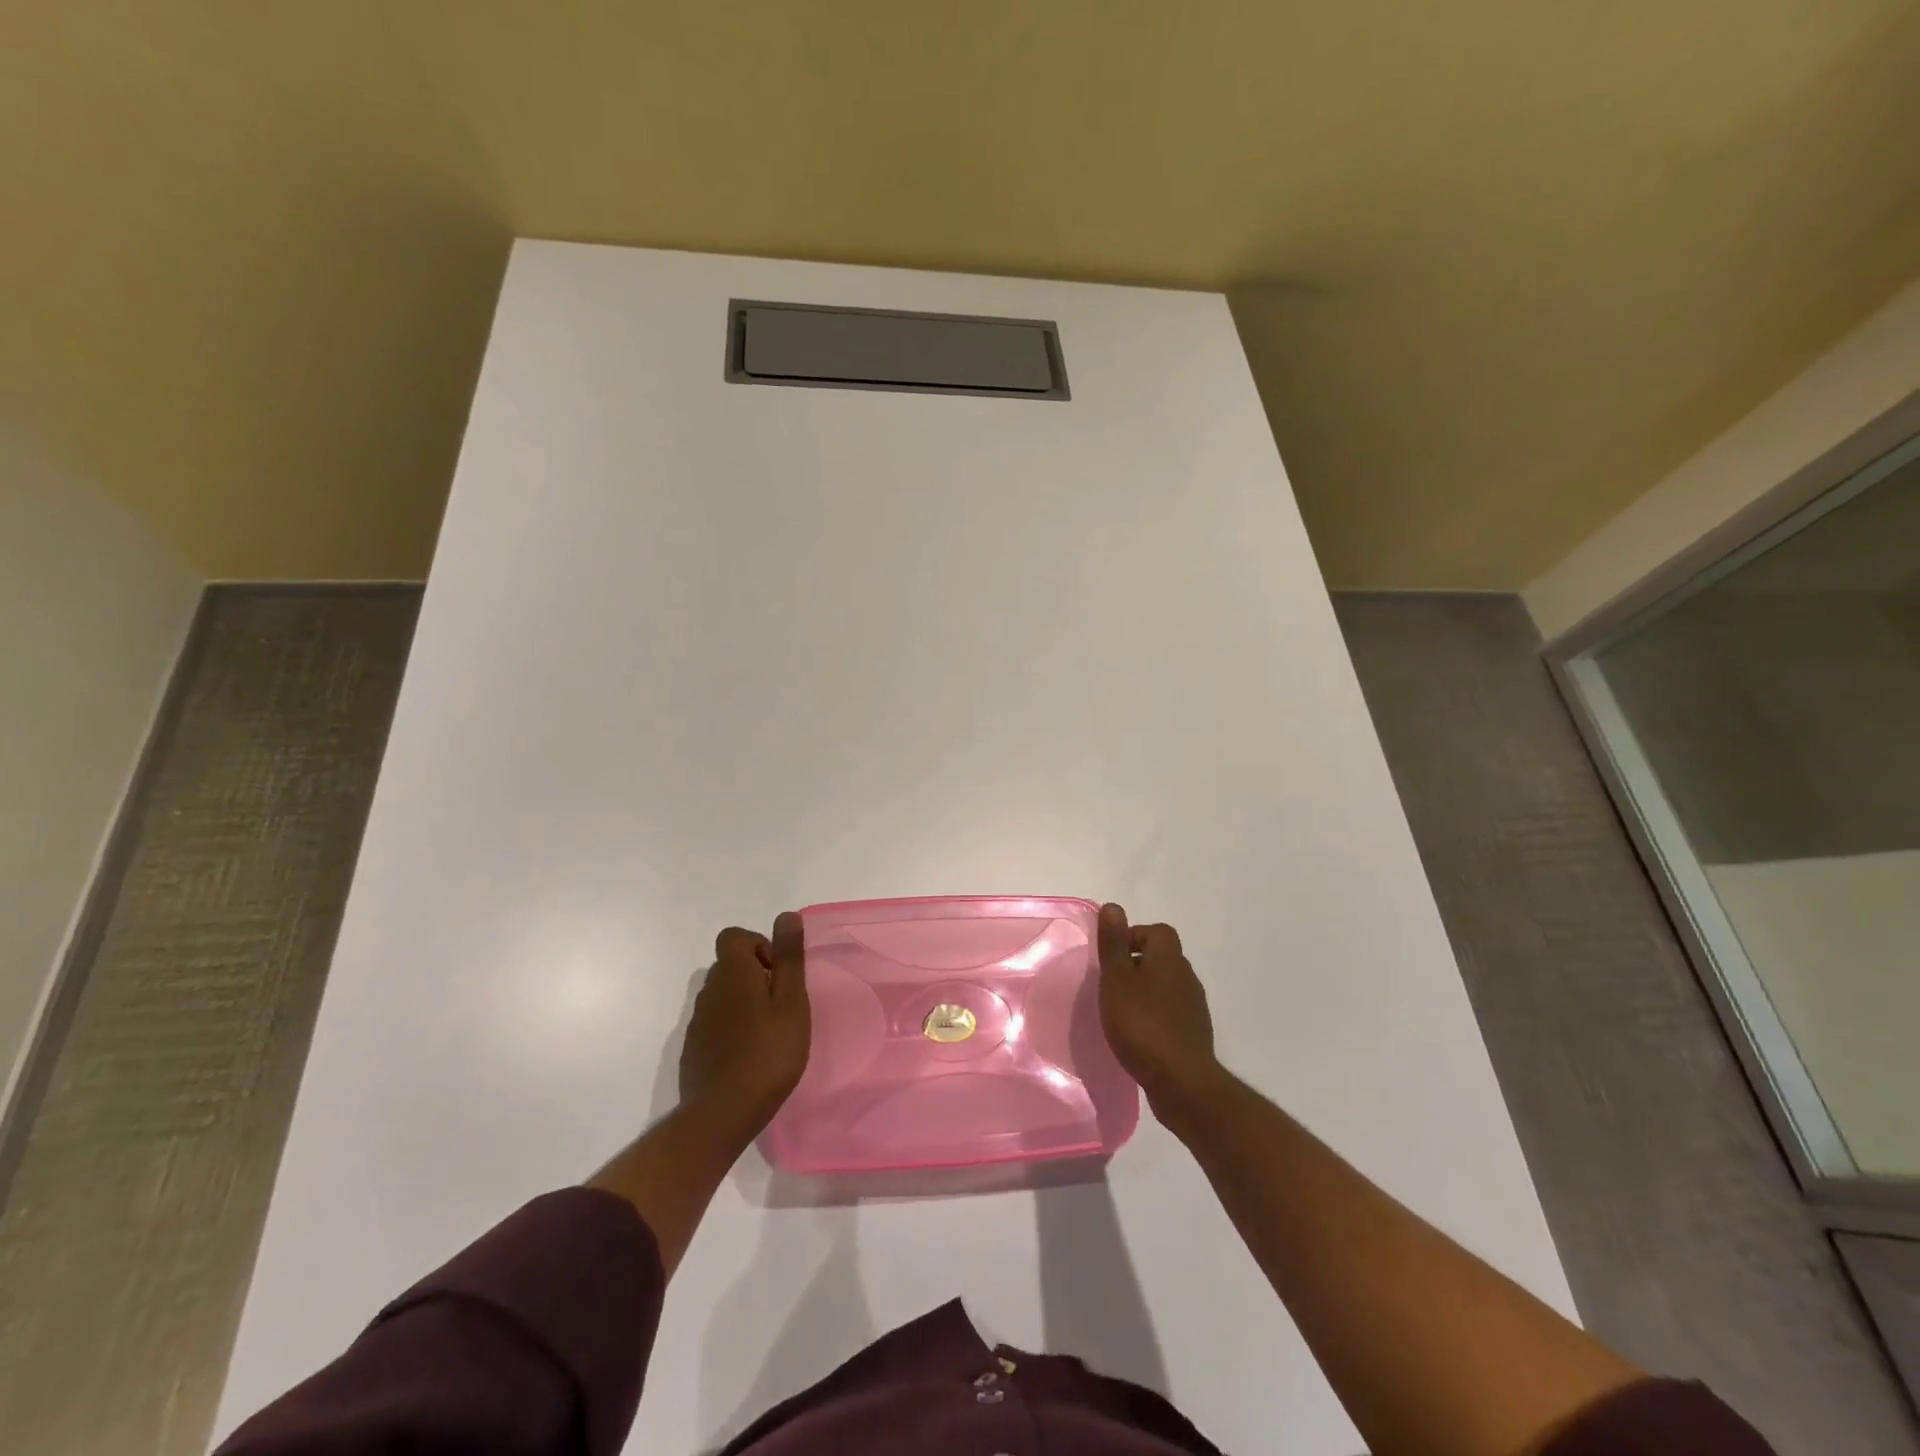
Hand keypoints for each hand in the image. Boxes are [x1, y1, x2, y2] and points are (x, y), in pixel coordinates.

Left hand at [678, 913, 810, 1131]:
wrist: (722, 1114)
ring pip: (723, 996)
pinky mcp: (694, 1049)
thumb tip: (786, 915)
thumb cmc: (768, 1053)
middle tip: (781, 1005)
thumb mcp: (791, 1002)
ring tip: (769, 1032)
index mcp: (733, 974)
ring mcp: (697, 1022)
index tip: (778, 974)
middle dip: (756, 976)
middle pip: (730, 966)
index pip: (734, 937)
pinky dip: (732, 1028)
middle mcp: (709, 991)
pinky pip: (715, 1023)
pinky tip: (749, 1055)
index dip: (758, 946)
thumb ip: (789, 957)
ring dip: (744, 1003)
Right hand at [1097, 903, 1222, 1120]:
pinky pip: (1170, 1013)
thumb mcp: (1117, 980)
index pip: (1156, 931)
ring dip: (1145, 992)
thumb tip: (1113, 906)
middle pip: (1162, 958)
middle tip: (1110, 985)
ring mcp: (1194, 1007)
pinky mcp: (1193, 1034)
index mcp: (1170, 959)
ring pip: (1166, 986)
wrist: (1182, 1083)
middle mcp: (1187, 977)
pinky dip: (1154, 1016)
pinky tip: (1137, 1035)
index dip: (1132, 937)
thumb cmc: (1142, 1024)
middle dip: (1136, 966)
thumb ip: (1114, 944)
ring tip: (1120, 1011)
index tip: (1111, 959)